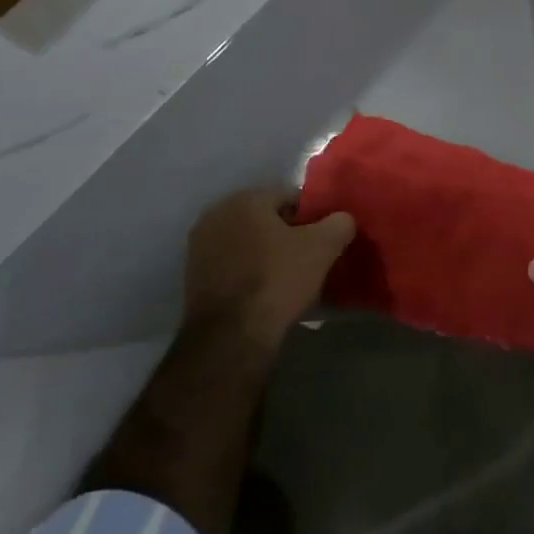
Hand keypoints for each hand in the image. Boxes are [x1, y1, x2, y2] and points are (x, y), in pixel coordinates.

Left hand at [186, 188, 354, 347]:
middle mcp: (216, 214)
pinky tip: (265, 291)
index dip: (312, 218)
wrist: (231, 336)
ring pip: (247, 242)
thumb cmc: (278, 279)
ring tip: (289, 277)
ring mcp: (199, 247)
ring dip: (266, 253)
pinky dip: (248, 271)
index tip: (324, 240)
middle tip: (309, 257)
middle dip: (288, 234)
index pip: (290, 197)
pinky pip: (232, 264)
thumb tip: (342, 220)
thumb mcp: (324, 247)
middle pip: (266, 219)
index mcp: (245, 199)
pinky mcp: (192, 277)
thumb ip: (339, 223)